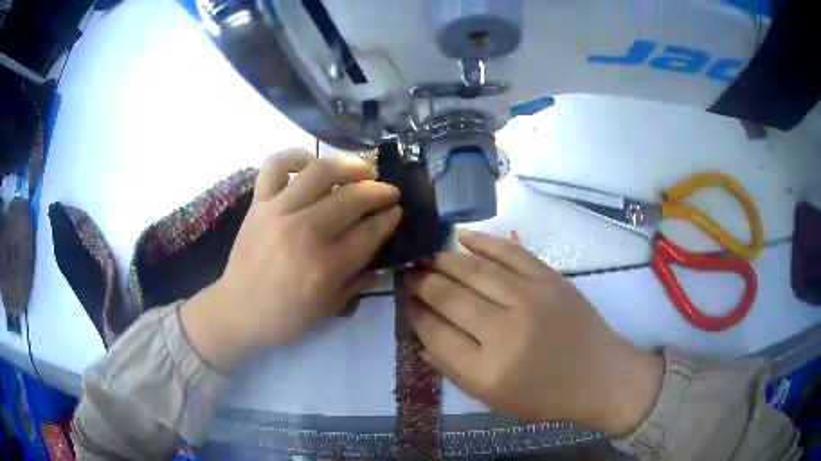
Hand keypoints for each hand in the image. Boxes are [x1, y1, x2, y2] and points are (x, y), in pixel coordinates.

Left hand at [181, 149, 400, 371]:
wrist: (237, 310)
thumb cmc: (284, 317)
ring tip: (362, 170)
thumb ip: (358, 281)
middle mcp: (304, 231)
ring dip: (349, 165)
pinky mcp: (259, 203)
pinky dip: (295, 156)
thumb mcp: (329, 309)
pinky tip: (310, 163)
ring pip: (320, 171)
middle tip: (389, 192)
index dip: (389, 218)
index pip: (369, 231)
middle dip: (380, 191)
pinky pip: (275, 165)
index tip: (397, 211)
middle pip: (352, 197)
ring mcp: (278, 211)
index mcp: (325, 266)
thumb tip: (383, 258)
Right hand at [404, 231, 662, 436]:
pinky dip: (483, 241)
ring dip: (443, 260)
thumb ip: (453, 368)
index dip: (415, 314)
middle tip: (408, 274)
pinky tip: (462, 237)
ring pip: (474, 270)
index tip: (405, 301)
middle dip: (422, 283)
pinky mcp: (549, 279)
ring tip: (426, 257)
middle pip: (449, 297)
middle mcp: (504, 330)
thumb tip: (424, 334)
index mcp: (486, 370)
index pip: (435, 333)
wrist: (599, 376)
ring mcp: (530, 298)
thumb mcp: (493, 399)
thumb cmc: (545, 396)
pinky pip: (510, 252)